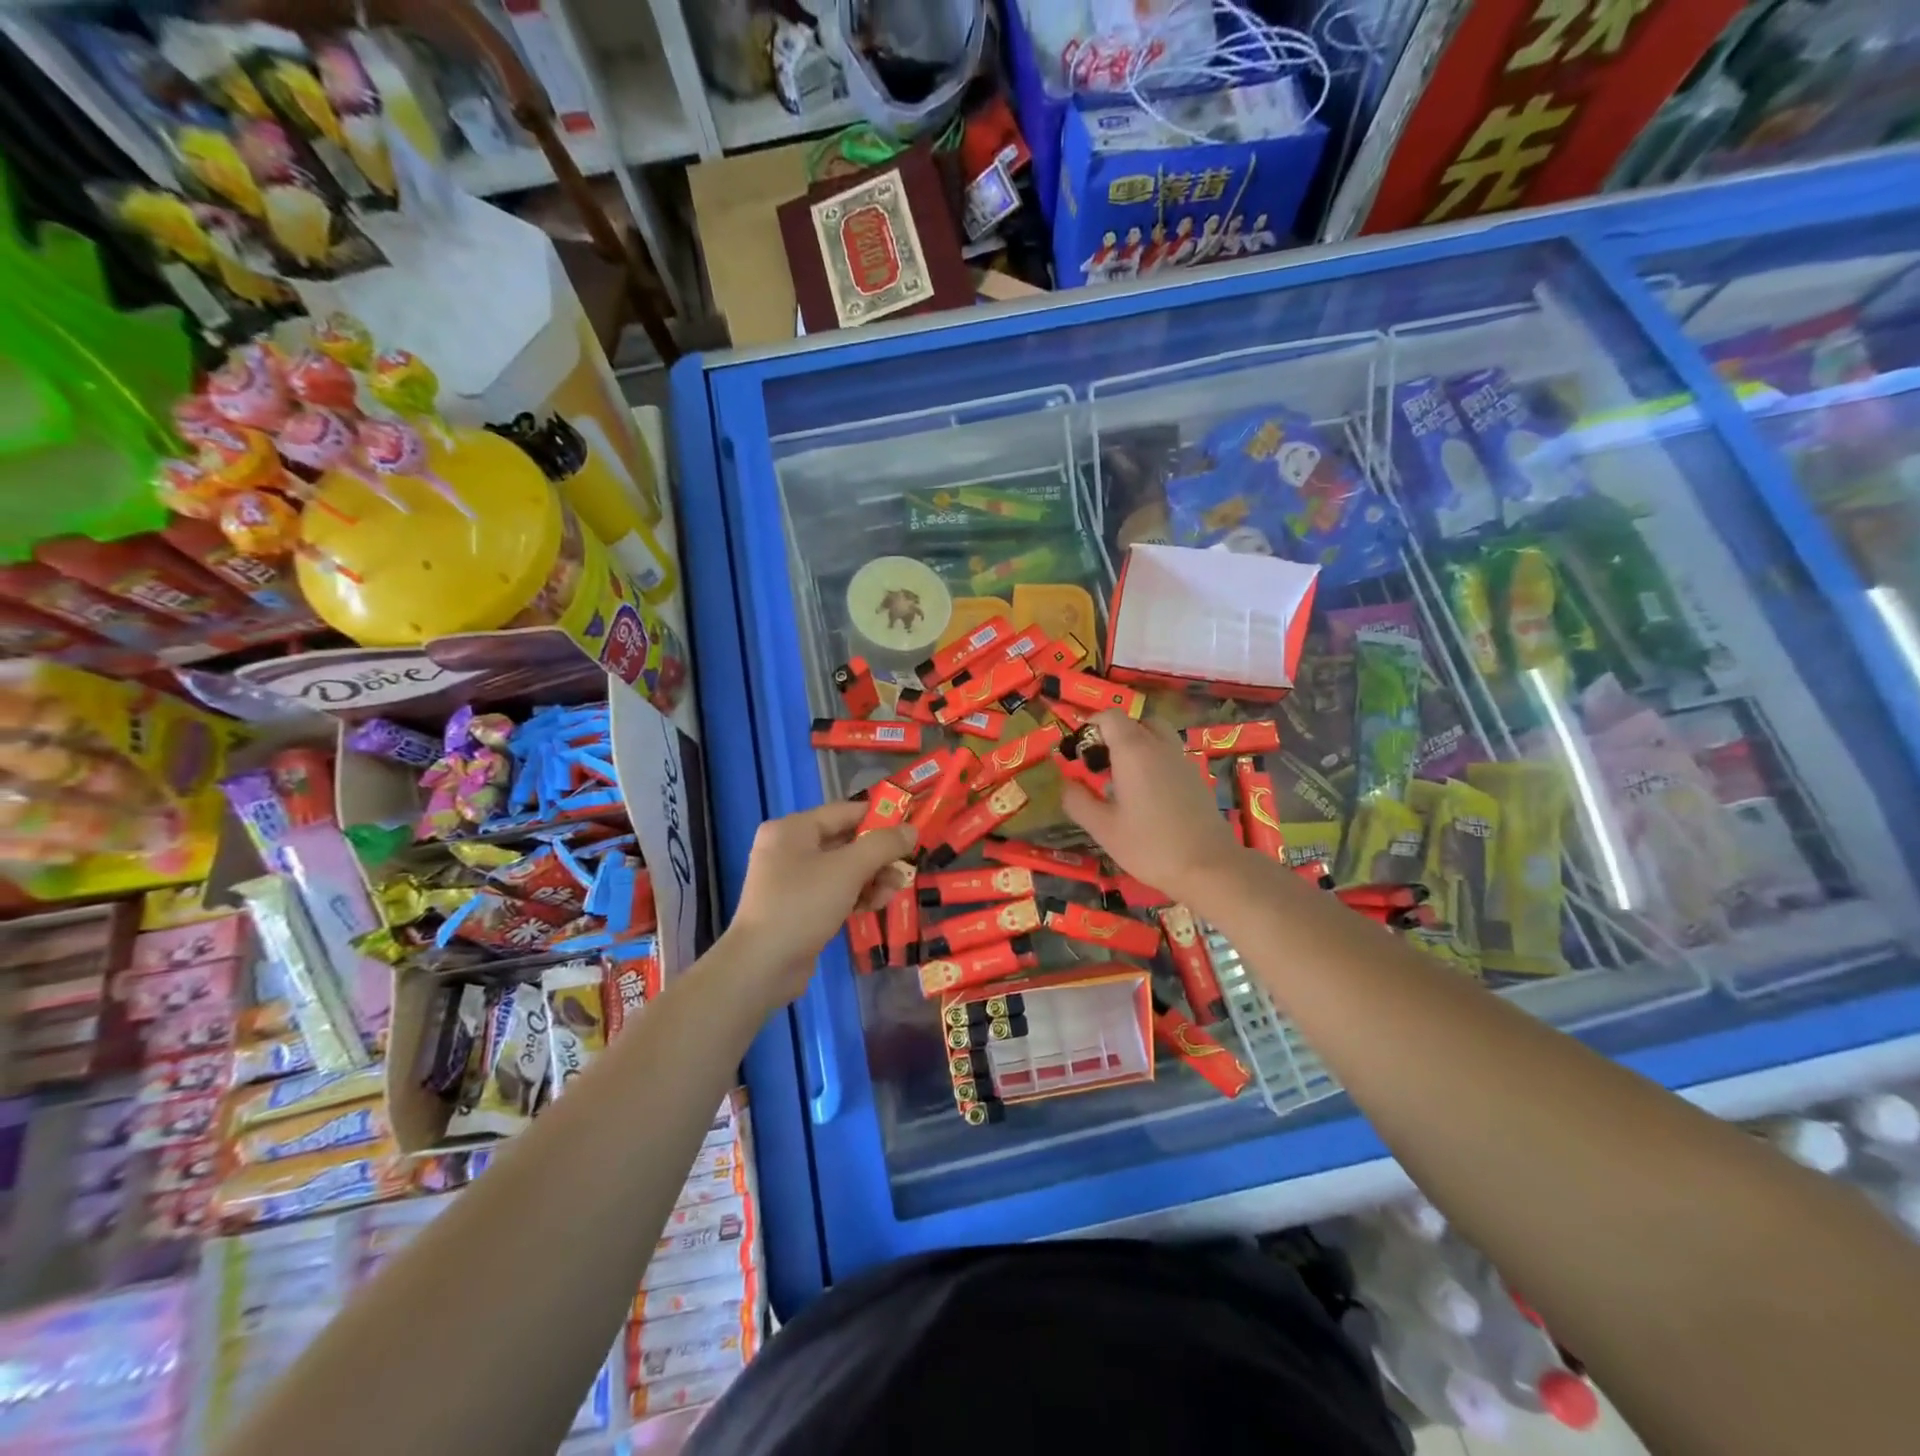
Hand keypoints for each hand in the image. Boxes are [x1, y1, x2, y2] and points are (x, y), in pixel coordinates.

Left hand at [724, 801, 914, 1003]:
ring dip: (871, 878)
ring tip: (892, 892)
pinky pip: (833, 891)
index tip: (910, 830)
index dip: (880, 818)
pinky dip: (855, 895)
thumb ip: (883, 845)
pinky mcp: (797, 907)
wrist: (762, 966)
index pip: (845, 812)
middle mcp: (788, 848)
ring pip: (842, 869)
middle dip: (878, 856)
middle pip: (845, 842)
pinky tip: (874, 906)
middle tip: (905, 867)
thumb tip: (911, 830)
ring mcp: (790, 880)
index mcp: (792, 829)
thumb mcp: (848, 869)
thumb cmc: (803, 904)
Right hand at [1061, 710, 1245, 906]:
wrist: (1209, 867)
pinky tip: (1145, 794)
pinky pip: (1168, 754)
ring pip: (1155, 735)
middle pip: (1135, 722)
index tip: (1079, 753)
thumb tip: (1066, 785)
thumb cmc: (1150, 846)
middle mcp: (1159, 746)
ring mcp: (1181, 760)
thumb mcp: (1103, 829)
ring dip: (1135, 746)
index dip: (1090, 727)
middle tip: (1100, 764)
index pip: (1110, 717)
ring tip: (1121, 778)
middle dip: (1113, 735)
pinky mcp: (1195, 776)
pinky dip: (1152, 760)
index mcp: (1134, 751)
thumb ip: (1078, 802)